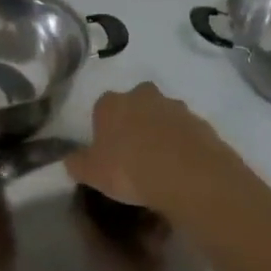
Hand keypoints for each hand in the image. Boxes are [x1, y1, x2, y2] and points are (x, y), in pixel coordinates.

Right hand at [66, 82, 239, 210]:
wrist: (187, 175)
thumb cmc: (130, 170)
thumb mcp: (93, 173)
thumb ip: (77, 164)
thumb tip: (70, 160)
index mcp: (112, 103)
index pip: (102, 109)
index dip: (104, 131)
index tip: (108, 154)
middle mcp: (142, 95)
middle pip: (135, 106)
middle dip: (135, 124)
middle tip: (135, 157)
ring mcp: (175, 106)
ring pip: (163, 117)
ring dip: (161, 134)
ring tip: (162, 168)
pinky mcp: (200, 122)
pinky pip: (186, 133)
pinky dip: (183, 147)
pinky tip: (182, 171)